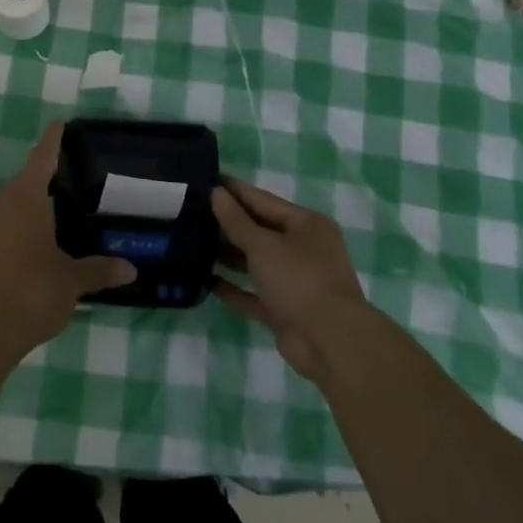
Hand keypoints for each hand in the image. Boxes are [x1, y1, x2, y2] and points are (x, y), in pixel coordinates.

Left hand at [0, 122, 136, 362]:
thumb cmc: (31, 294)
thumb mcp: (72, 282)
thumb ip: (99, 270)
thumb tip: (131, 269)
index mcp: (25, 201)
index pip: (42, 159)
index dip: (52, 141)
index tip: (58, 123)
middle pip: (22, 184)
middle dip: (42, 180)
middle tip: (66, 180)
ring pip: (7, 210)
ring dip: (25, 210)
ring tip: (49, 219)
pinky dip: (12, 236)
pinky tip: (25, 255)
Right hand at [212, 177, 373, 384]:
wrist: (331, 342)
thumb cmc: (299, 280)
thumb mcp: (263, 245)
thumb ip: (236, 220)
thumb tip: (216, 193)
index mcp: (305, 224)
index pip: (262, 199)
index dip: (234, 190)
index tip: (205, 179)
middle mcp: (303, 248)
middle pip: (259, 230)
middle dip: (227, 223)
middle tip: (191, 212)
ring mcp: (294, 281)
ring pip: (255, 262)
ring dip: (228, 254)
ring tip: (192, 242)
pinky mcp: (284, 309)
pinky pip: (254, 293)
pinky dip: (234, 287)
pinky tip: (206, 280)